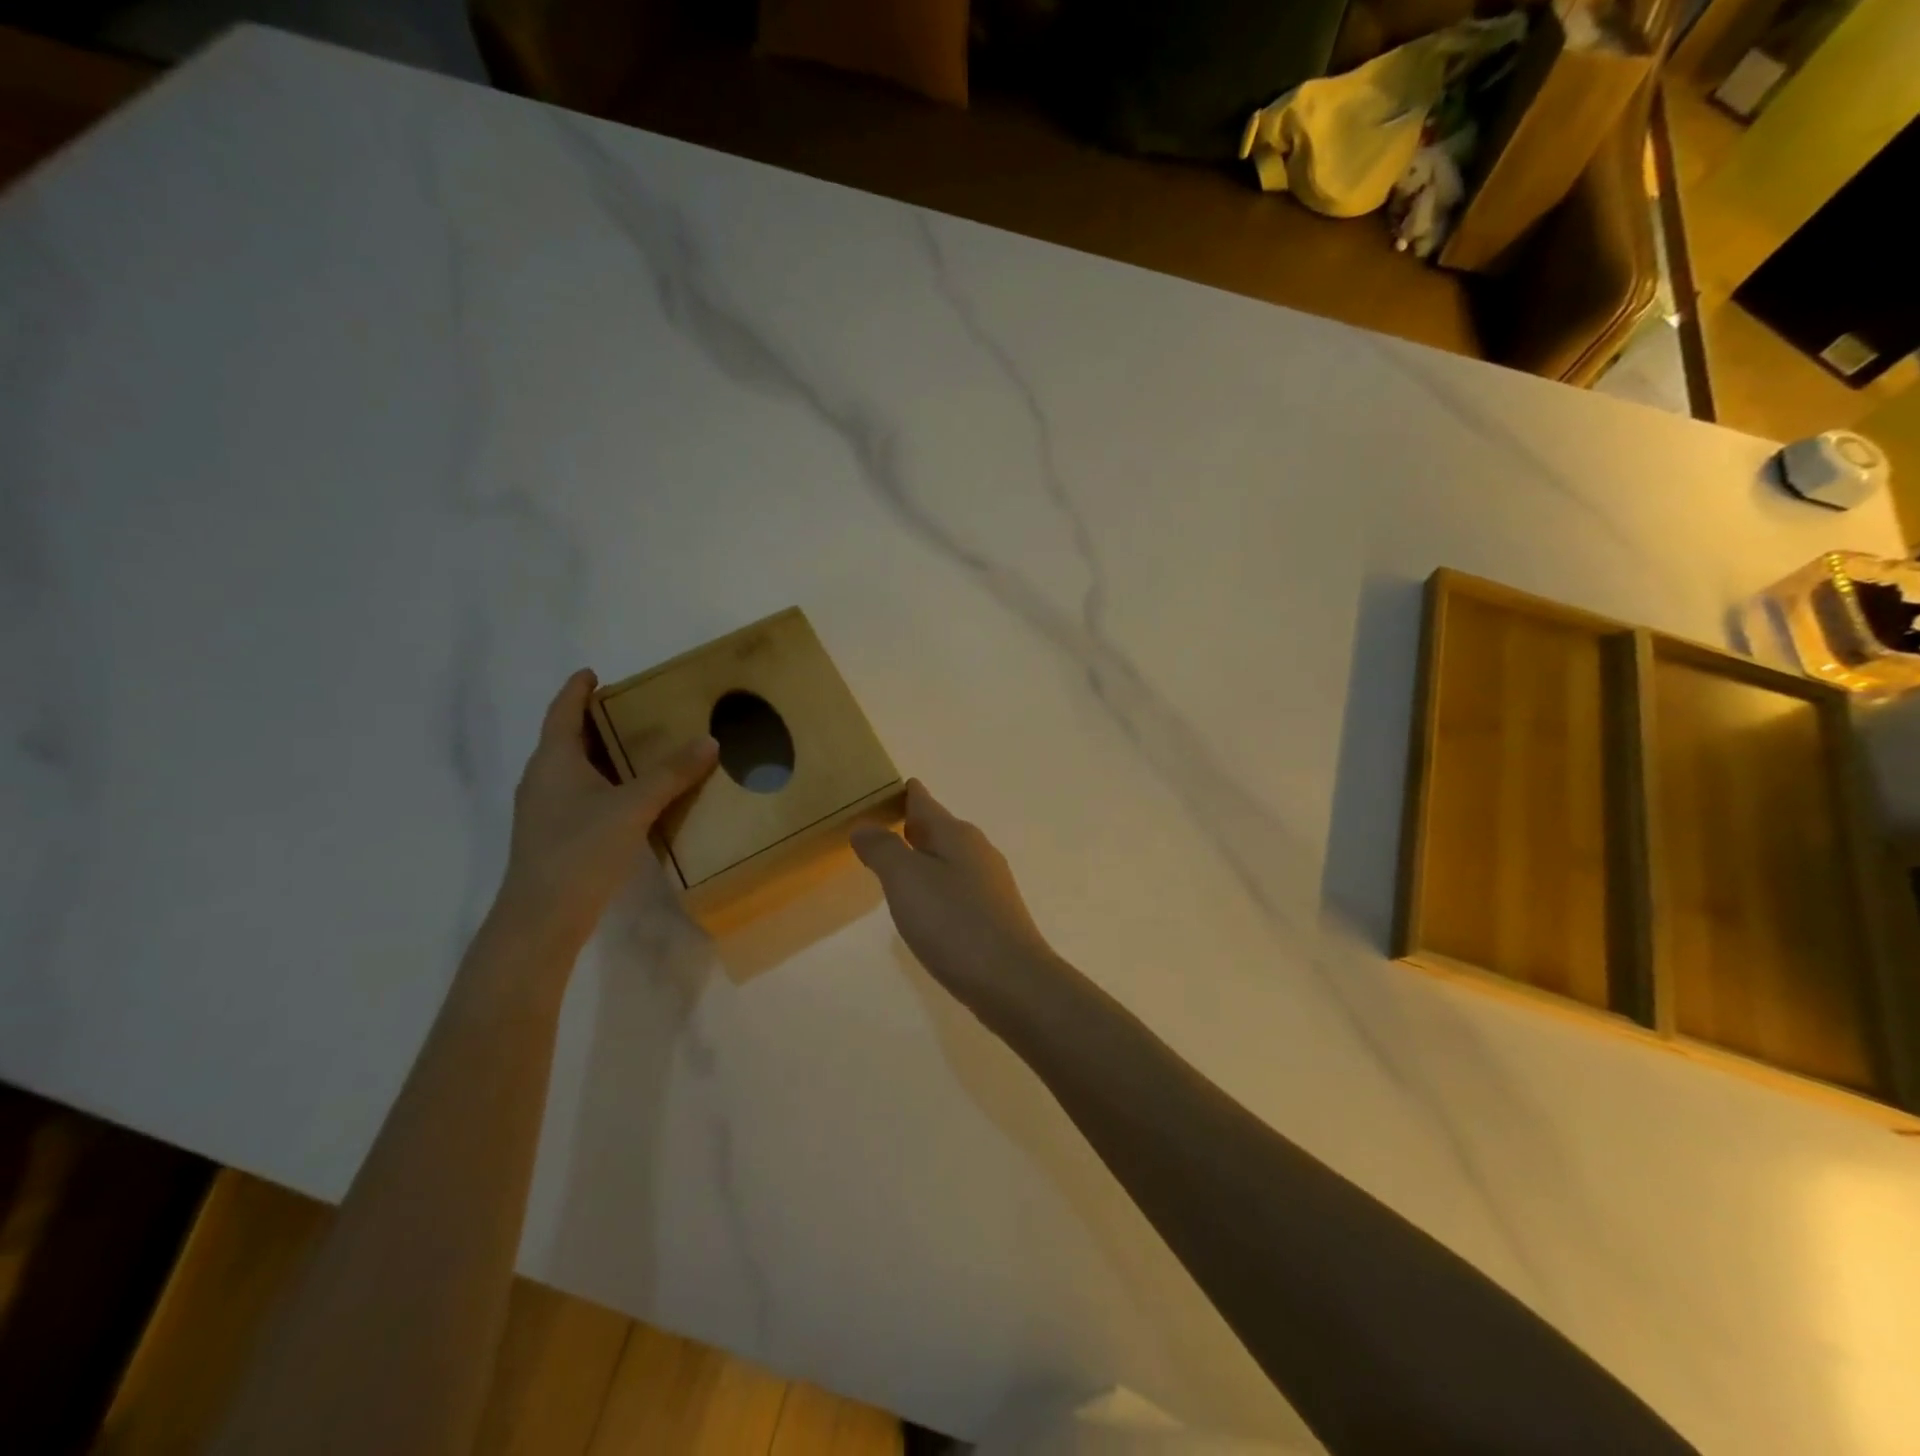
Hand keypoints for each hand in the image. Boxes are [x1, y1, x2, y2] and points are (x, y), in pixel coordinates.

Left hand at [493, 669, 717, 955]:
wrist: (542, 917)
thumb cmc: (581, 849)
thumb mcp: (633, 806)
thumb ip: (671, 774)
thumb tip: (709, 741)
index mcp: (553, 760)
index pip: (563, 711)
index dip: (577, 690)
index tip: (593, 673)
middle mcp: (542, 779)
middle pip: (567, 738)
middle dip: (595, 721)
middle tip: (633, 710)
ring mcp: (544, 810)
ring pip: (573, 769)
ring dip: (601, 754)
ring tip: (638, 749)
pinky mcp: (554, 835)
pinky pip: (580, 794)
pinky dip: (603, 784)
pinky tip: (630, 797)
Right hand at [851, 781, 1063, 1020]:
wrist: (1012, 981)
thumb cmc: (954, 923)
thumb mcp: (907, 879)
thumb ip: (883, 849)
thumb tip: (865, 826)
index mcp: (957, 835)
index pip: (924, 802)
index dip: (903, 793)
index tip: (881, 788)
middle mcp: (977, 851)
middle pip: (938, 828)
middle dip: (911, 824)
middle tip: (879, 824)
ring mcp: (989, 884)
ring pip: (948, 858)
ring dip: (923, 856)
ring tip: (896, 862)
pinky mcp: (993, 915)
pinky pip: (956, 887)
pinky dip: (935, 884)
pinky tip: (925, 904)